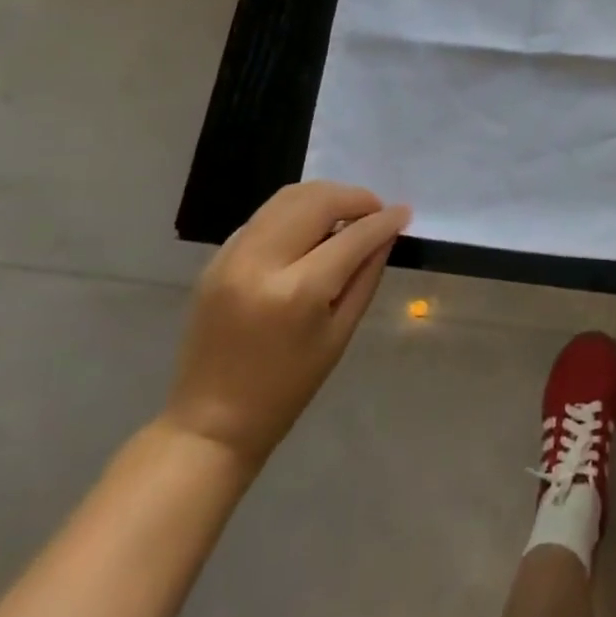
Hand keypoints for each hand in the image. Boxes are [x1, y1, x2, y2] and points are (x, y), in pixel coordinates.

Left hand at [162, 182, 410, 468]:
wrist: (211, 420)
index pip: (352, 236)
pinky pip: (264, 216)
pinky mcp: (216, 259)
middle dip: (355, 197)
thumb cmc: (288, 387)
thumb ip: (366, 276)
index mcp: (297, 292)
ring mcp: (232, 257)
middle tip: (376, 210)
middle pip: (316, 201)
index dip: (384, 220)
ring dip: (325, 196)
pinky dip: (295, 211)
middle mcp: (261, 263)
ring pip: (287, 198)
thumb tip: (386, 234)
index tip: (404, 213)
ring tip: (347, 213)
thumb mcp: (340, 334)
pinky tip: (311, 229)